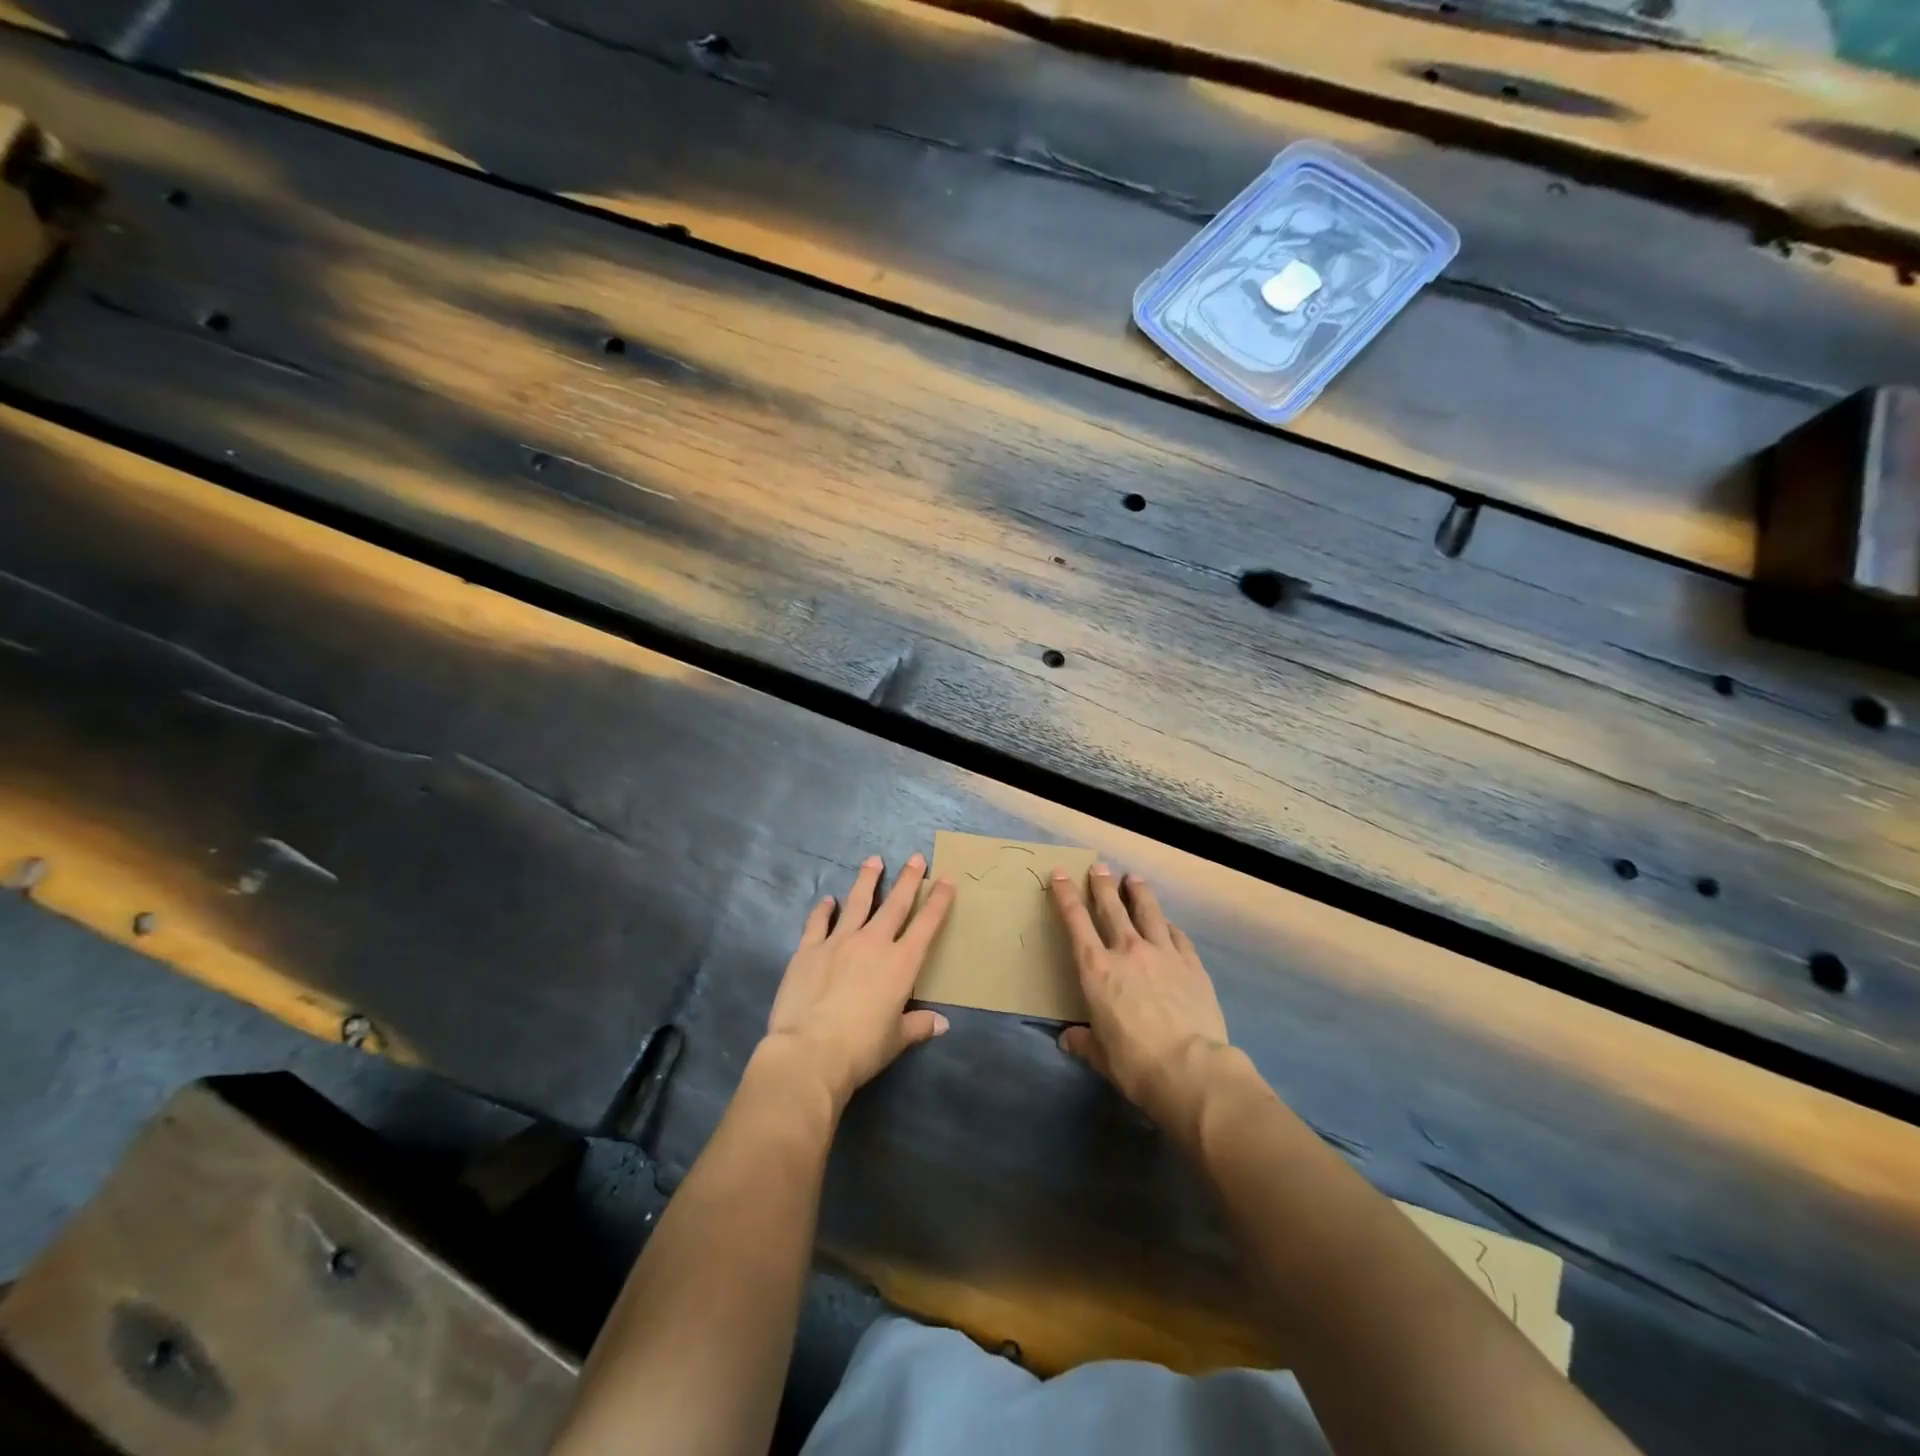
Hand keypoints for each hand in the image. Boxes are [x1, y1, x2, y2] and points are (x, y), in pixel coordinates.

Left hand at [762, 853, 955, 1112]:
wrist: (810, 1052)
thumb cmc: (862, 1049)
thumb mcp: (896, 1040)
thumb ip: (919, 1025)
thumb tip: (942, 1024)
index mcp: (901, 964)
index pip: (926, 925)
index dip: (939, 901)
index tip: (947, 879)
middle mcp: (873, 943)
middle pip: (895, 904)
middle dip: (909, 879)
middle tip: (916, 857)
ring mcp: (839, 942)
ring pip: (857, 902)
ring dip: (867, 880)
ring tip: (874, 860)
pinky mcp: (809, 949)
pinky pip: (818, 922)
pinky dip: (823, 910)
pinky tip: (827, 900)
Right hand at [1050, 863, 1232, 1137]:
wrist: (1190, 1069)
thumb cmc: (1135, 1063)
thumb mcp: (1101, 1055)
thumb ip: (1084, 1041)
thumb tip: (1069, 1039)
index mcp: (1096, 969)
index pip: (1075, 921)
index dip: (1065, 895)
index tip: (1060, 874)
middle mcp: (1128, 951)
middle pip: (1112, 907)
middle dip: (1102, 884)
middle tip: (1099, 866)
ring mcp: (1163, 954)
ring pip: (1148, 912)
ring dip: (1138, 892)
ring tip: (1133, 878)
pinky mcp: (1192, 965)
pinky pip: (1177, 936)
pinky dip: (1169, 926)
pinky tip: (1168, 924)